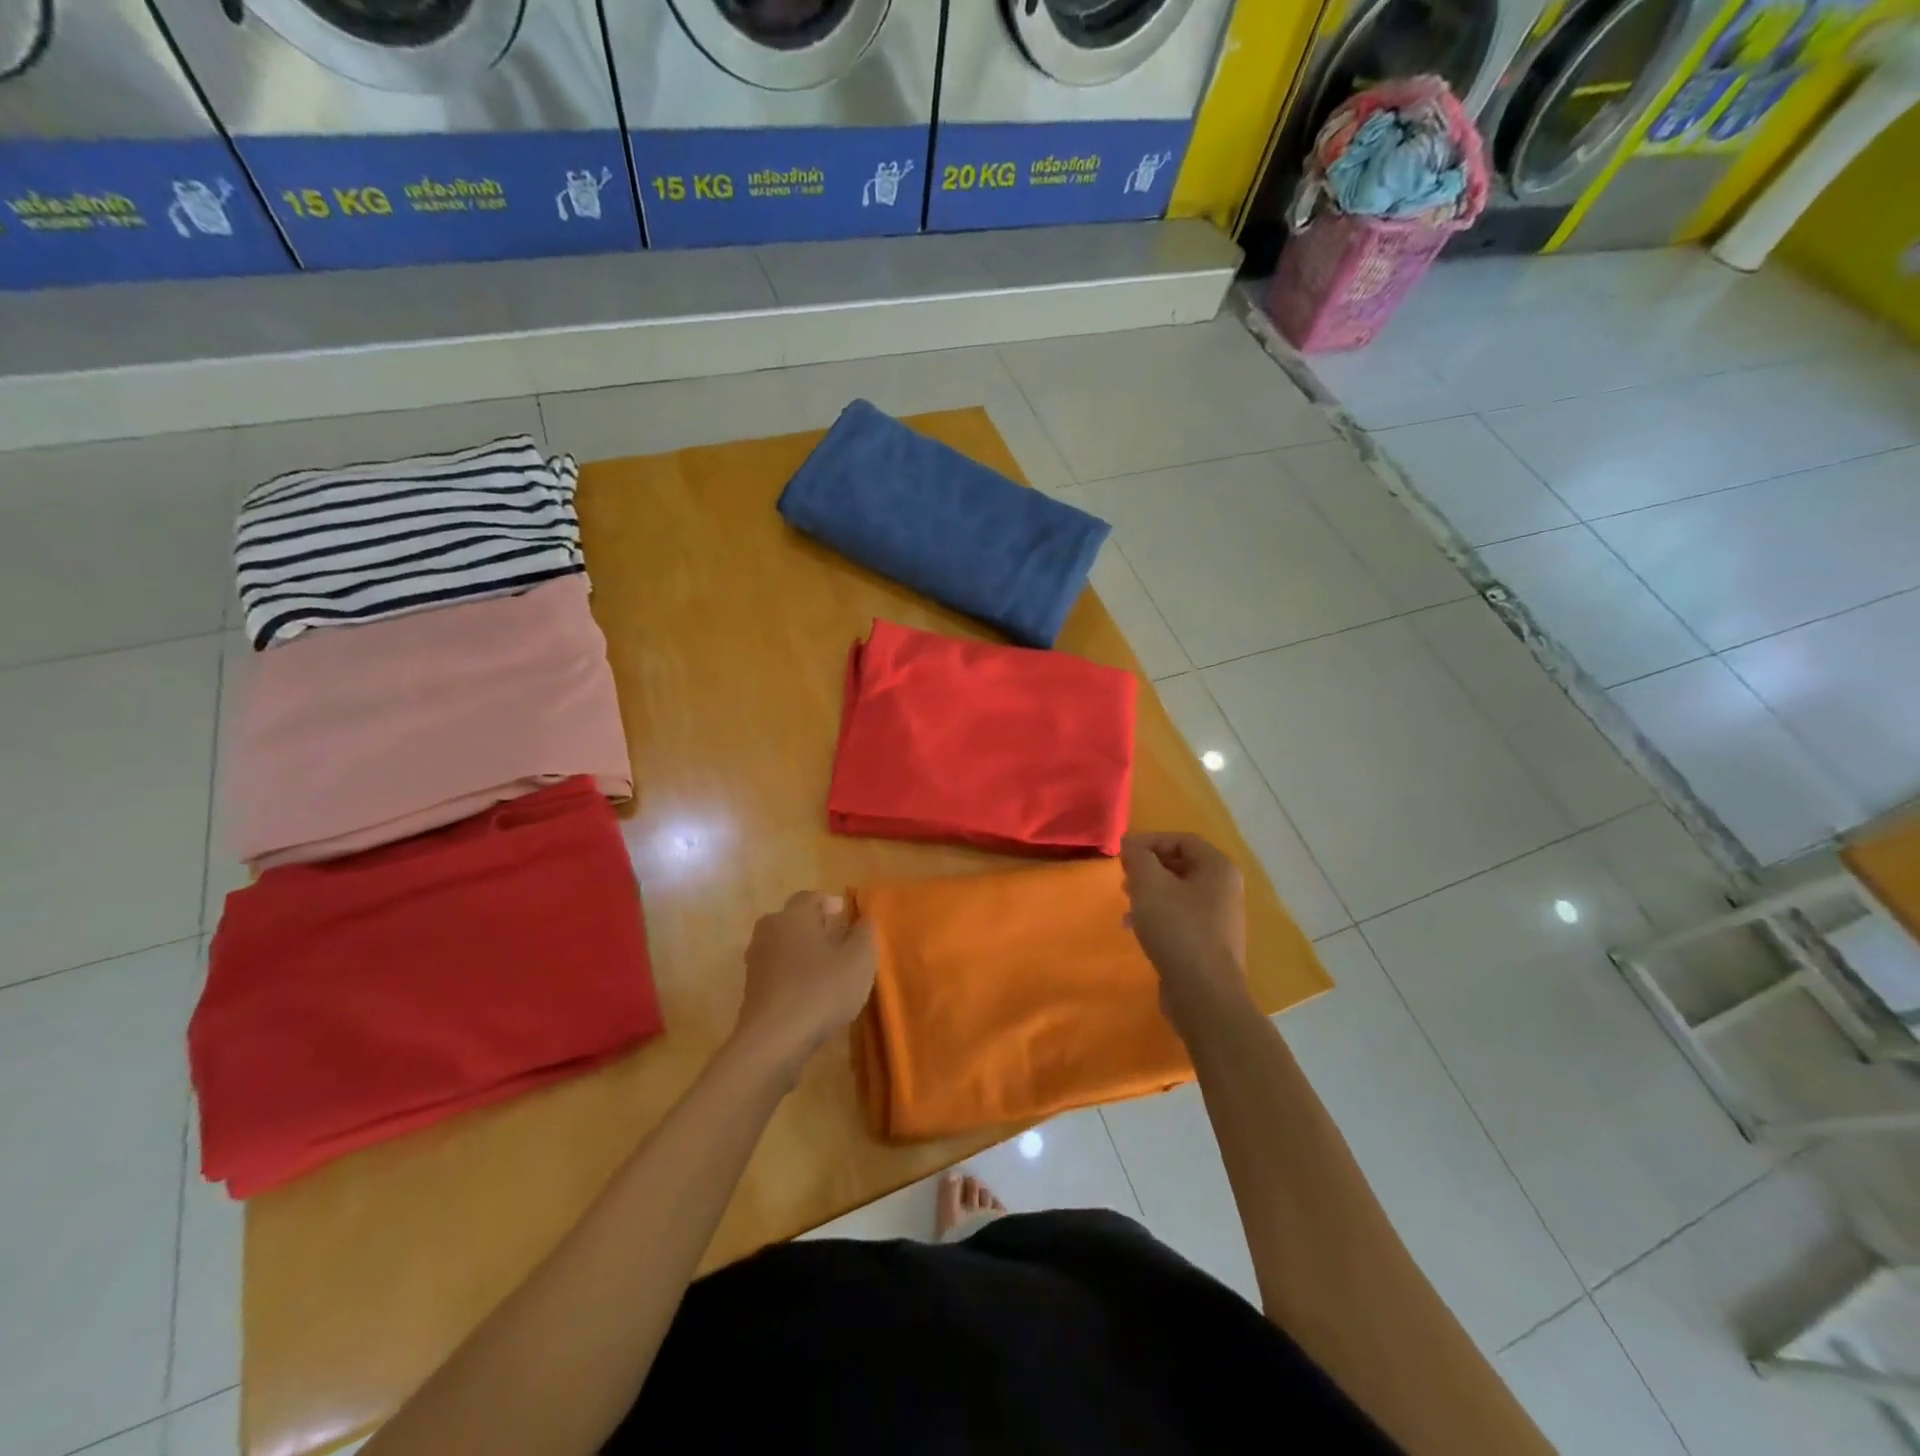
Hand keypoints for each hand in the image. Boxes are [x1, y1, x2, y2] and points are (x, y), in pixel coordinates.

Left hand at [731, 891, 876, 1080]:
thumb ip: (864, 934)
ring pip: (783, 947)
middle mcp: (769, 932)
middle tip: (837, 939)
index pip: (810, 897)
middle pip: (792, 921)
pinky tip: (810, 993)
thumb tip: (863, 919)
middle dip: (814, 927)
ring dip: (802, 953)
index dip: (829, 903)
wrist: (773, 1041)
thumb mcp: (859, 959)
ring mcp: (756, 963)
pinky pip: (777, 972)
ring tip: (827, 969)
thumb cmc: (821, 990)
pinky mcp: (752, 992)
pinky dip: (792, 976)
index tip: (844, 913)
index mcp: (793, 916)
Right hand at [1119, 833, 1250, 1028]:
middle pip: (1180, 864)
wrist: (1204, 994)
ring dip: (1149, 893)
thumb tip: (1131, 844)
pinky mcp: (1209, 943)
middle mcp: (1224, 889)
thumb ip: (1138, 857)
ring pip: (1178, 893)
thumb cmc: (1178, 929)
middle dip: (1148, 868)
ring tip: (1126, 905)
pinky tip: (1136, 929)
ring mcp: (1219, 918)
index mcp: (1218, 868)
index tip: (1122, 855)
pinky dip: (1158, 916)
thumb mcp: (1149, 885)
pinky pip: (1181, 918)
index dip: (1149, 841)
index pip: (1181, 839)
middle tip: (1123, 879)